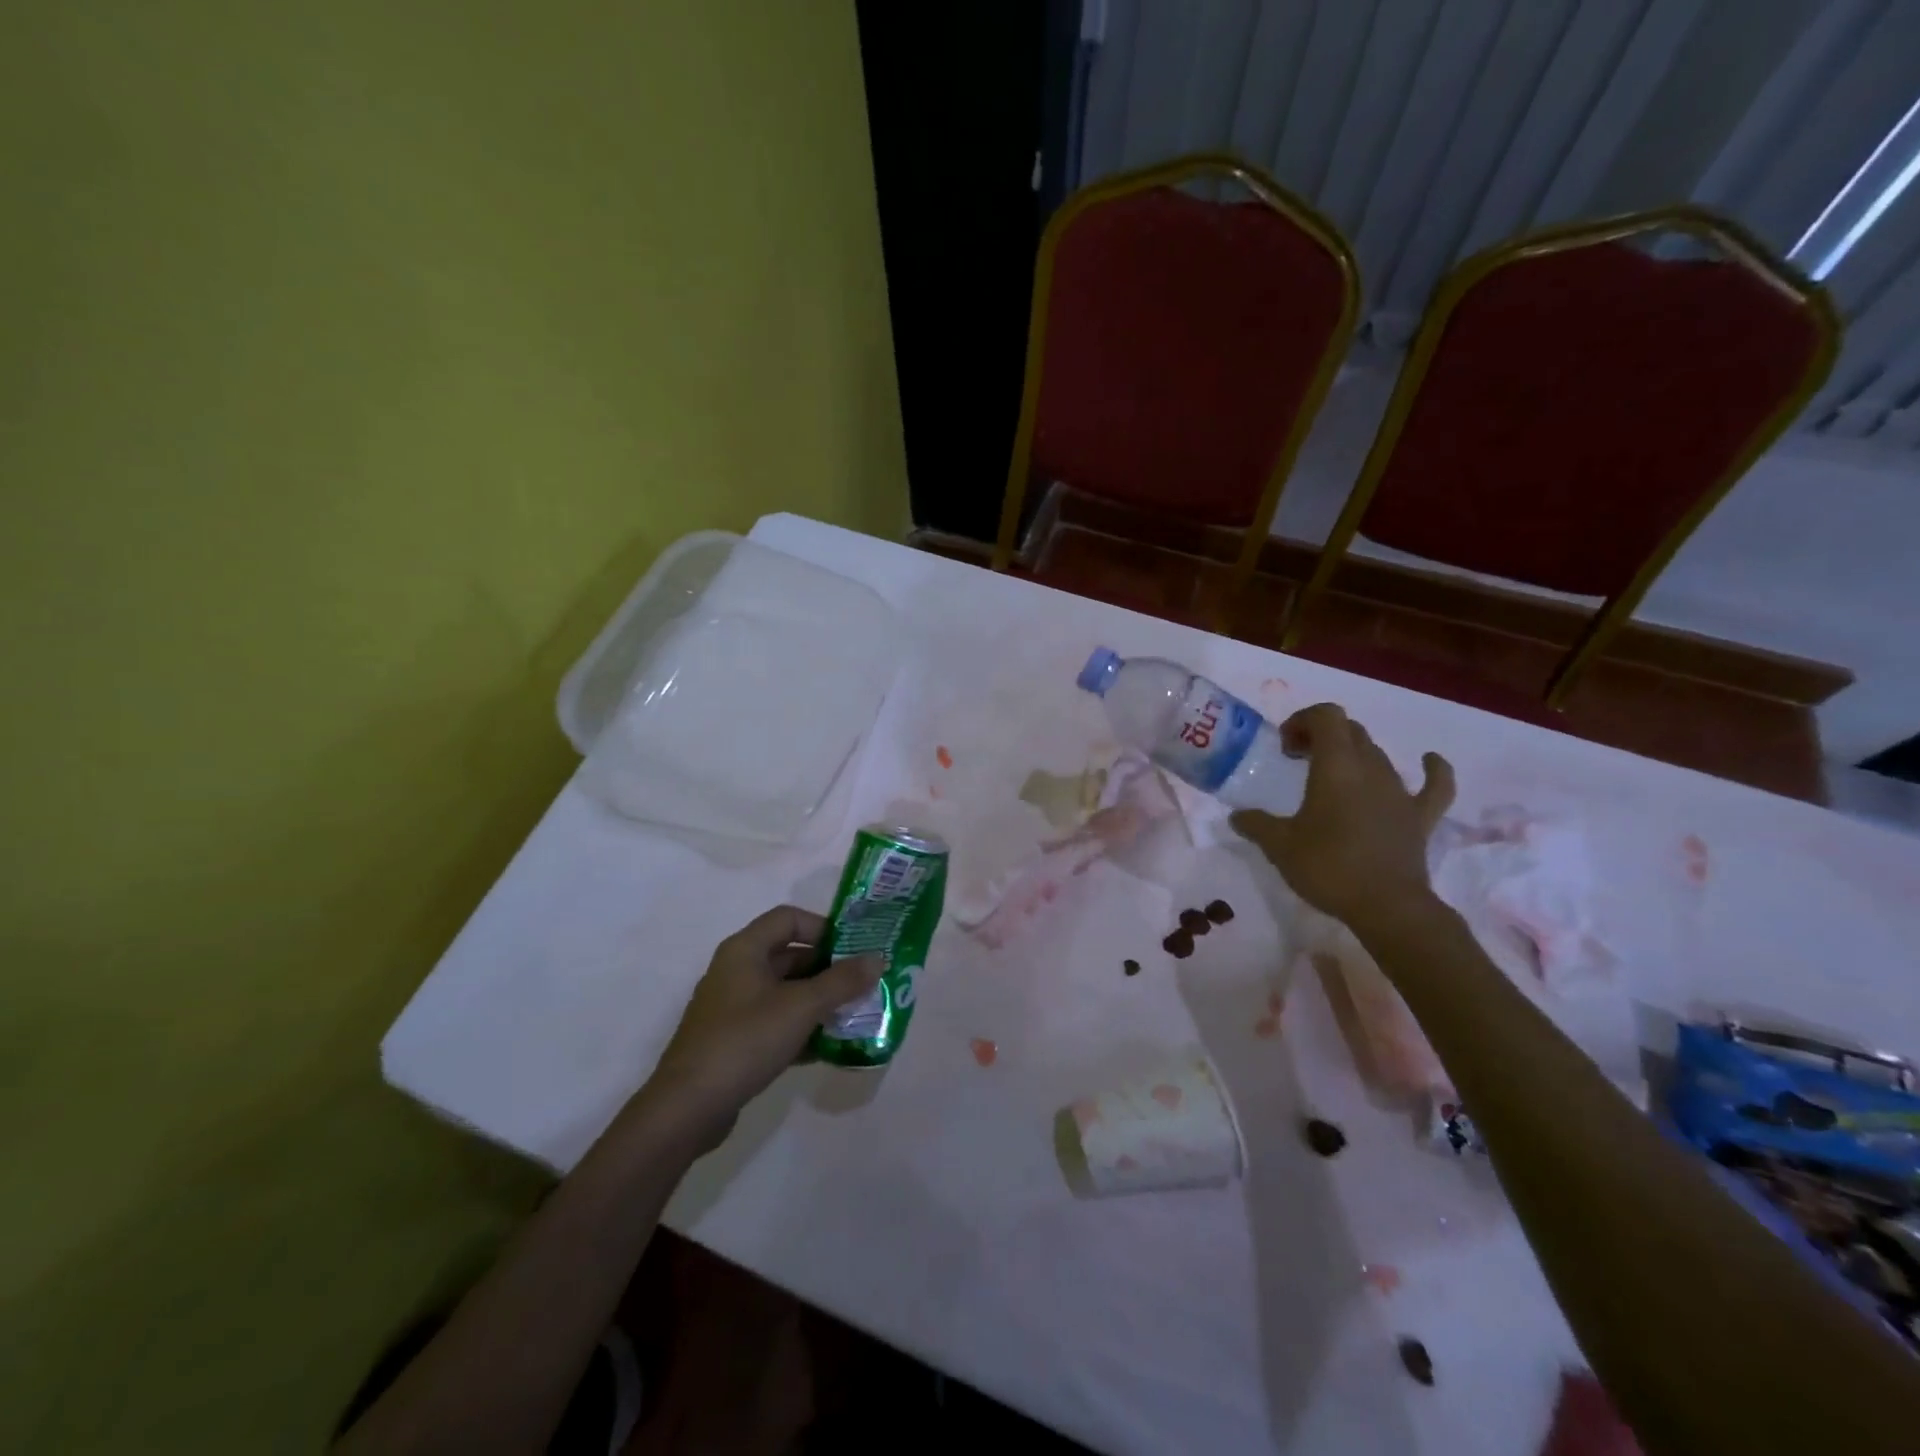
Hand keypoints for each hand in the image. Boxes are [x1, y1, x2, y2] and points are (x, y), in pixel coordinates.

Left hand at [646, 906, 880, 1147]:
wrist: (688, 1108)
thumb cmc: (745, 1041)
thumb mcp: (801, 1007)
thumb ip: (842, 981)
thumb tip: (878, 958)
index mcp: (745, 950)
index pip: (789, 919)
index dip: (823, 927)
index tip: (854, 949)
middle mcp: (736, 970)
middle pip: (789, 955)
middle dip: (828, 968)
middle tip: (863, 983)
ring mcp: (733, 1007)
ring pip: (784, 991)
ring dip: (818, 1000)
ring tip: (853, 1014)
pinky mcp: (733, 1040)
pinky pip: (775, 1021)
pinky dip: (801, 1027)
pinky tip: (827, 1047)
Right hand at [1230, 703, 1454, 932]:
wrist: (1387, 907)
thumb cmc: (1328, 867)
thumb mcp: (1279, 846)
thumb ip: (1256, 825)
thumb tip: (1238, 816)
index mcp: (1336, 766)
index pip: (1326, 716)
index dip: (1303, 720)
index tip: (1284, 747)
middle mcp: (1370, 769)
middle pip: (1350, 731)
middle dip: (1322, 736)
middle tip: (1298, 759)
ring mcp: (1400, 792)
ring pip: (1378, 754)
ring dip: (1353, 754)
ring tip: (1332, 775)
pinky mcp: (1420, 817)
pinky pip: (1434, 785)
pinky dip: (1432, 769)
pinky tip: (1428, 760)